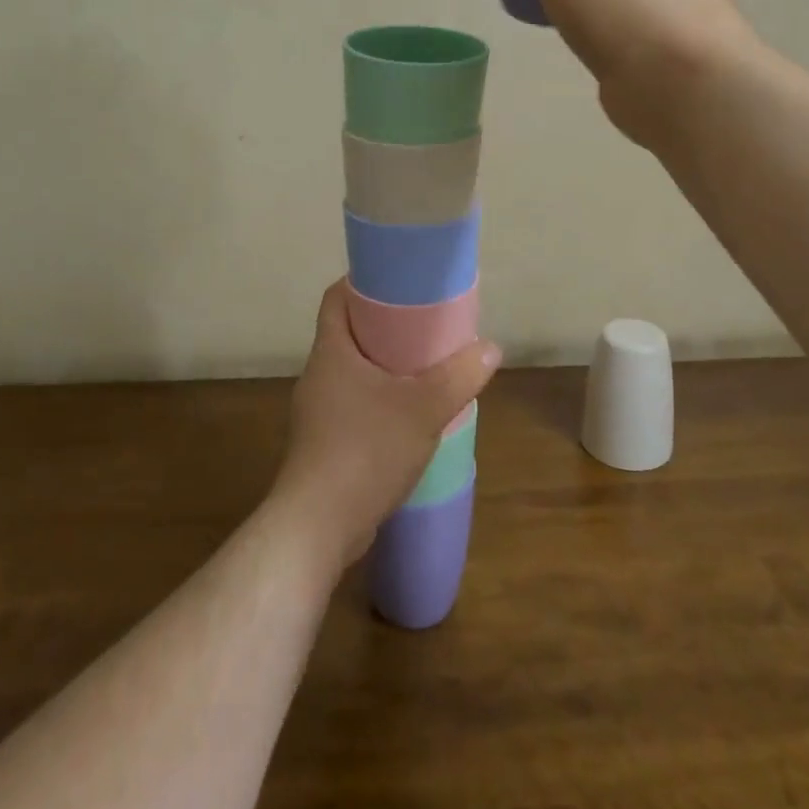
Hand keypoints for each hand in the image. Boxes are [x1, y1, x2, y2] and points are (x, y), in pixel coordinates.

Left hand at [270, 281, 500, 567]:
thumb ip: (459, 376)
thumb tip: (491, 349)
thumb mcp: (424, 408)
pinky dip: (380, 400)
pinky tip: (408, 416)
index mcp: (332, 351)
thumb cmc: (366, 450)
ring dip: (384, 367)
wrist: (318, 526)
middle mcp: (319, 374)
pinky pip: (354, 405)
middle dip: (385, 326)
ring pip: (353, 372)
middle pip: (349, 333)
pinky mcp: (324, 443)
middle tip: (425, 325)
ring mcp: (318, 411)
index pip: (337, 297)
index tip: (399, 283)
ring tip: (425, 369)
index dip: (364, 283)